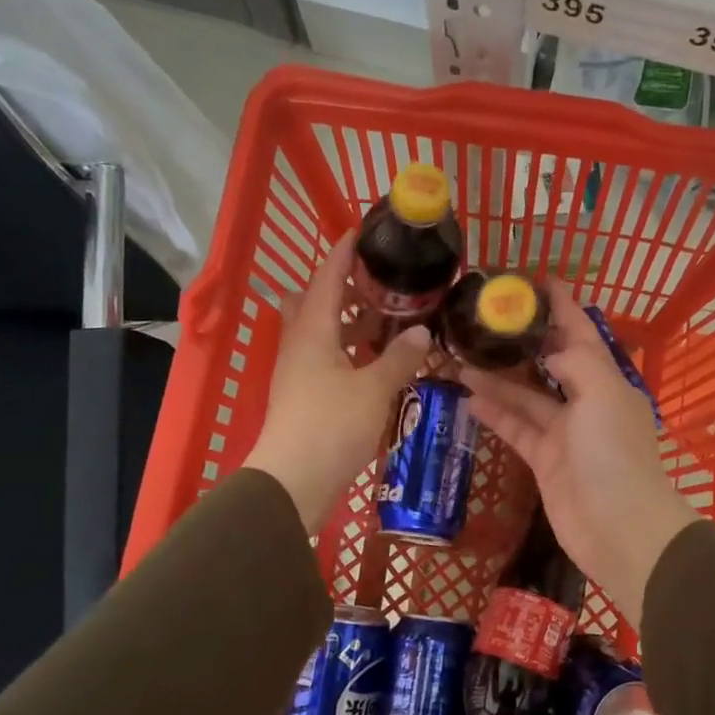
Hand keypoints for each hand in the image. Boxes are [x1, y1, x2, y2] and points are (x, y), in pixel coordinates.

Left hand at [243, 236, 431, 530]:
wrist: (294, 482)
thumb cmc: (331, 426)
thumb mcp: (374, 389)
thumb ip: (399, 358)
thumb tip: (420, 331)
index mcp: (312, 331)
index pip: (326, 278)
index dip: (342, 254)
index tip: (361, 232)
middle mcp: (301, 345)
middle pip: (319, 303)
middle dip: (348, 289)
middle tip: (383, 284)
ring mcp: (301, 372)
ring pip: (326, 334)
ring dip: (354, 324)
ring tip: (393, 319)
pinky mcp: (307, 397)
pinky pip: (332, 360)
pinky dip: (354, 353)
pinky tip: (382, 362)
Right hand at [460, 286, 697, 622]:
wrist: (620, 529)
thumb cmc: (614, 455)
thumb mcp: (603, 395)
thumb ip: (577, 362)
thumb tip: (550, 350)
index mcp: (608, 381)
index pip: (582, 333)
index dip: (562, 306)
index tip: (538, 280)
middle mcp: (587, 402)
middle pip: (549, 363)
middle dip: (521, 342)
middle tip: (483, 320)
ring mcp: (565, 434)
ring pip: (525, 397)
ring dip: (496, 378)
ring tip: (457, 356)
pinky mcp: (545, 462)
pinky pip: (516, 429)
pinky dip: (494, 414)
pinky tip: (466, 397)